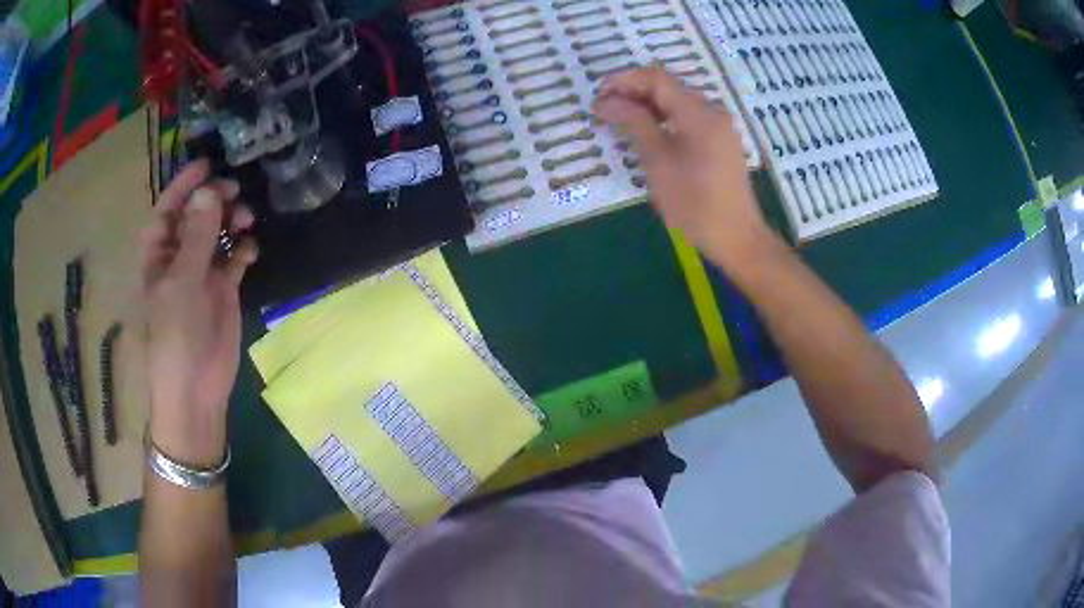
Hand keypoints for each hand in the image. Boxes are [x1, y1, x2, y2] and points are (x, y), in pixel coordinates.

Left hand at [139, 159, 257, 466]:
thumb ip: (196, 237)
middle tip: (234, 190)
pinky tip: (251, 249)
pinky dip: (243, 248)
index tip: (208, 164)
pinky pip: (235, 257)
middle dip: (213, 199)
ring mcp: (202, 272)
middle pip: (195, 215)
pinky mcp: (224, 289)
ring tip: (247, 218)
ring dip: (231, 220)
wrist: (196, 389)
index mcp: (157, 255)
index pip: (168, 209)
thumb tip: (209, 192)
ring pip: (217, 232)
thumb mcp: (181, 284)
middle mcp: (178, 257)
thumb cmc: (175, 336)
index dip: (184, 185)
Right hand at [593, 67, 779, 268]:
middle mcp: (711, 111)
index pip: (656, 78)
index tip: (598, 96)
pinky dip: (663, 119)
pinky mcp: (720, 141)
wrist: (738, 238)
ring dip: (646, 106)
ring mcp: (719, 126)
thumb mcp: (659, 163)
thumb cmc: (695, 205)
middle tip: (604, 111)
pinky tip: (646, 134)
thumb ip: (634, 125)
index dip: (623, 80)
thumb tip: (606, 101)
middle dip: (632, 92)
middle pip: (667, 87)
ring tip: (619, 122)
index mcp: (698, 113)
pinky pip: (687, 118)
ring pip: (677, 102)